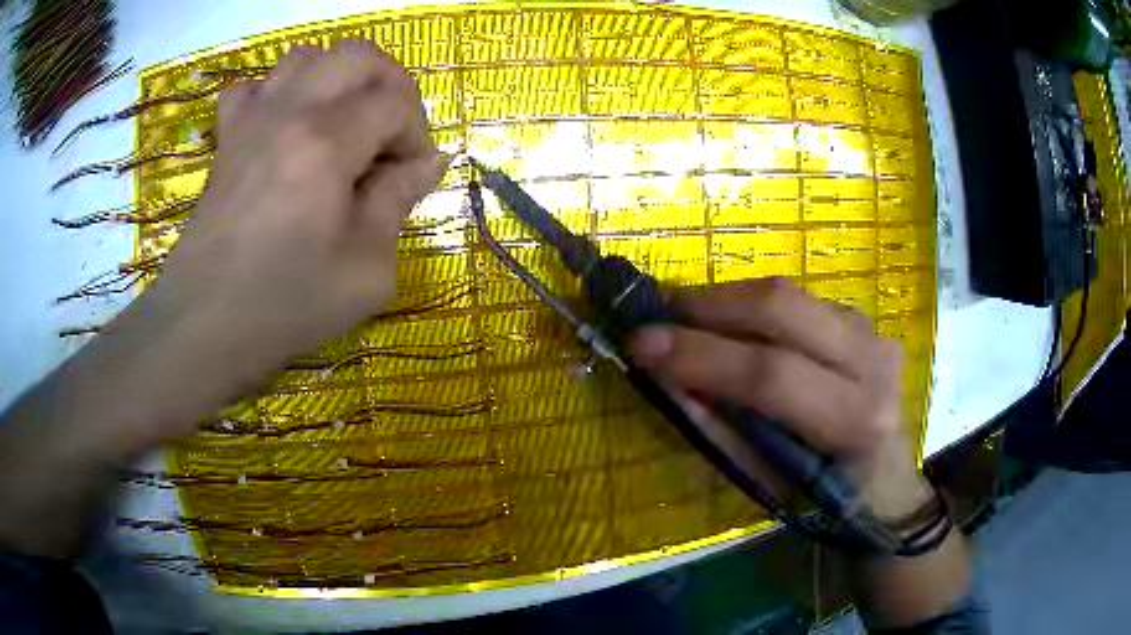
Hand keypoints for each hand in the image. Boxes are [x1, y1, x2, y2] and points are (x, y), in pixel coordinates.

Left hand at [0, 43, 440, 554]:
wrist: (203, 326)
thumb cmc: (286, 306)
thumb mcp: (366, 270)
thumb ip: (399, 202)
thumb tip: (427, 164)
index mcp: (327, 143)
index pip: (394, 103)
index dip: (417, 134)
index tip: (413, 176)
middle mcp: (290, 112)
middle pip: (357, 56)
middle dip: (390, 85)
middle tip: (392, 132)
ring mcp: (251, 120)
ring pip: (306, 57)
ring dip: (337, 80)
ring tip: (343, 123)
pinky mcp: (227, 140)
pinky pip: (252, 88)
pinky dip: (277, 94)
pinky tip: (284, 128)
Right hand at [629, 277, 932, 519]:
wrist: (886, 480)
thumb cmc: (825, 498)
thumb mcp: (768, 483)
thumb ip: (720, 429)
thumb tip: (666, 378)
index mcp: (853, 420)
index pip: (770, 374)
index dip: (701, 354)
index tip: (641, 342)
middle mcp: (871, 361)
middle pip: (782, 308)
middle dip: (709, 305)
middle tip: (659, 313)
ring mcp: (871, 331)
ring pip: (787, 294)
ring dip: (727, 300)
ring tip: (684, 316)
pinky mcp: (861, 319)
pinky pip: (796, 300)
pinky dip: (752, 307)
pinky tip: (728, 324)